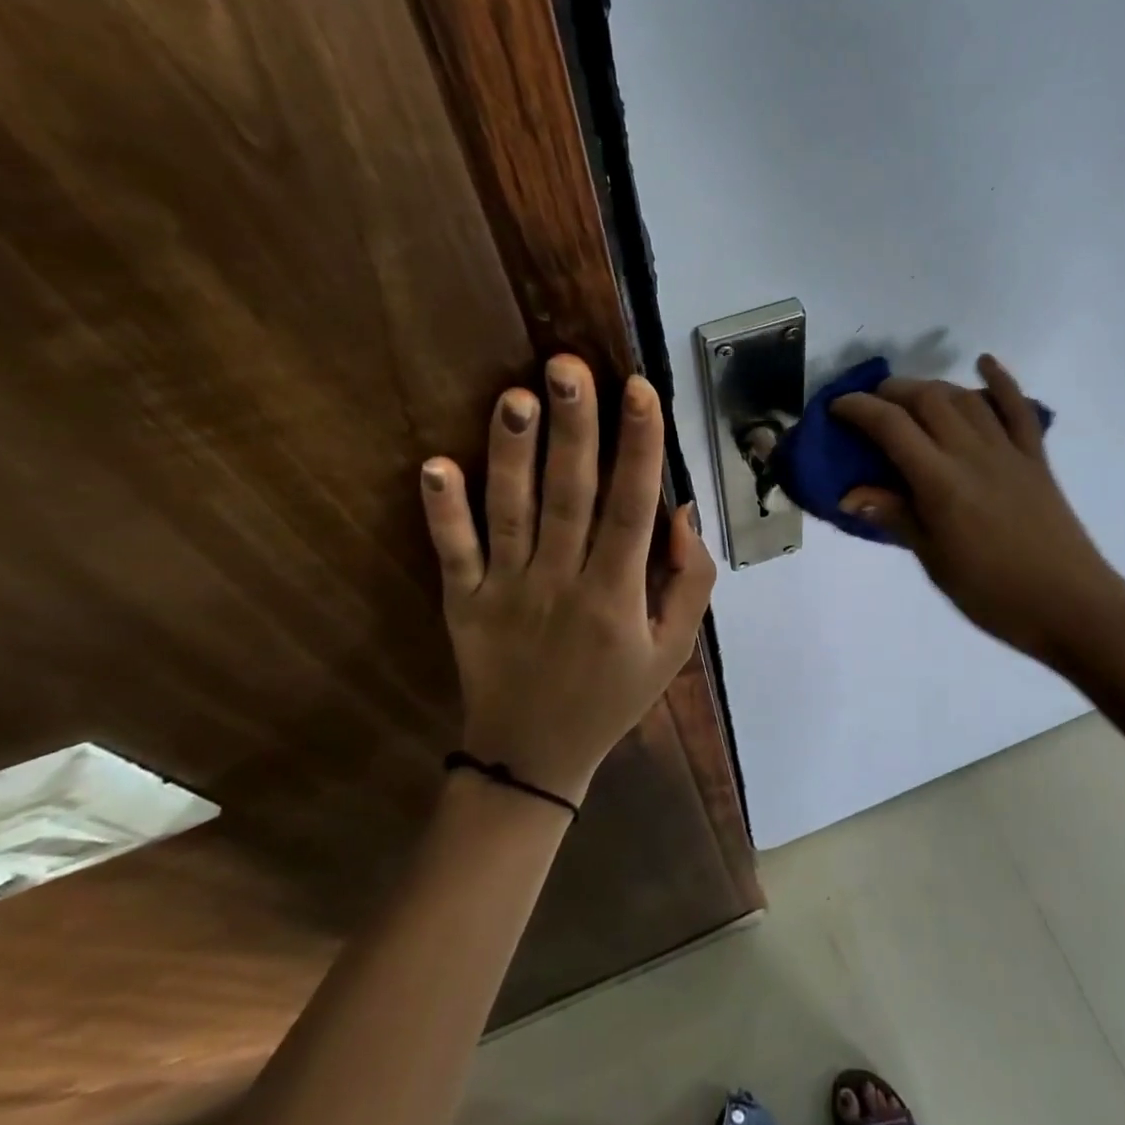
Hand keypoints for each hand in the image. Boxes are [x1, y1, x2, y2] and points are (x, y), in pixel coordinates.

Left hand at [419, 355, 716, 804]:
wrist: (532, 758)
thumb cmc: (612, 696)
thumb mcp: (674, 649)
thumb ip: (690, 581)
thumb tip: (682, 509)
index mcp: (616, 594)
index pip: (632, 509)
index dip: (640, 448)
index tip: (641, 391)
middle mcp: (561, 583)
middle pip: (570, 496)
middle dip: (574, 429)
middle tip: (569, 366)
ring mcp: (505, 591)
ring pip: (510, 513)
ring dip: (511, 454)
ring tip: (514, 396)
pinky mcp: (463, 602)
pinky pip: (453, 553)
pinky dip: (442, 512)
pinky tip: (434, 466)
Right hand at [830, 354, 1124, 668]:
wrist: (1071, 607)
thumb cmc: (992, 594)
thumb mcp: (934, 560)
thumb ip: (895, 517)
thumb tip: (849, 495)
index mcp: (941, 482)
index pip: (891, 426)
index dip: (858, 409)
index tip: (836, 408)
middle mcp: (972, 453)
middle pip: (927, 399)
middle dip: (891, 391)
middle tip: (870, 403)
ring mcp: (1008, 451)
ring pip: (965, 398)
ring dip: (933, 386)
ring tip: (910, 396)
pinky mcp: (1035, 458)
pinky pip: (1018, 409)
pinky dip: (1000, 380)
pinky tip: (984, 362)